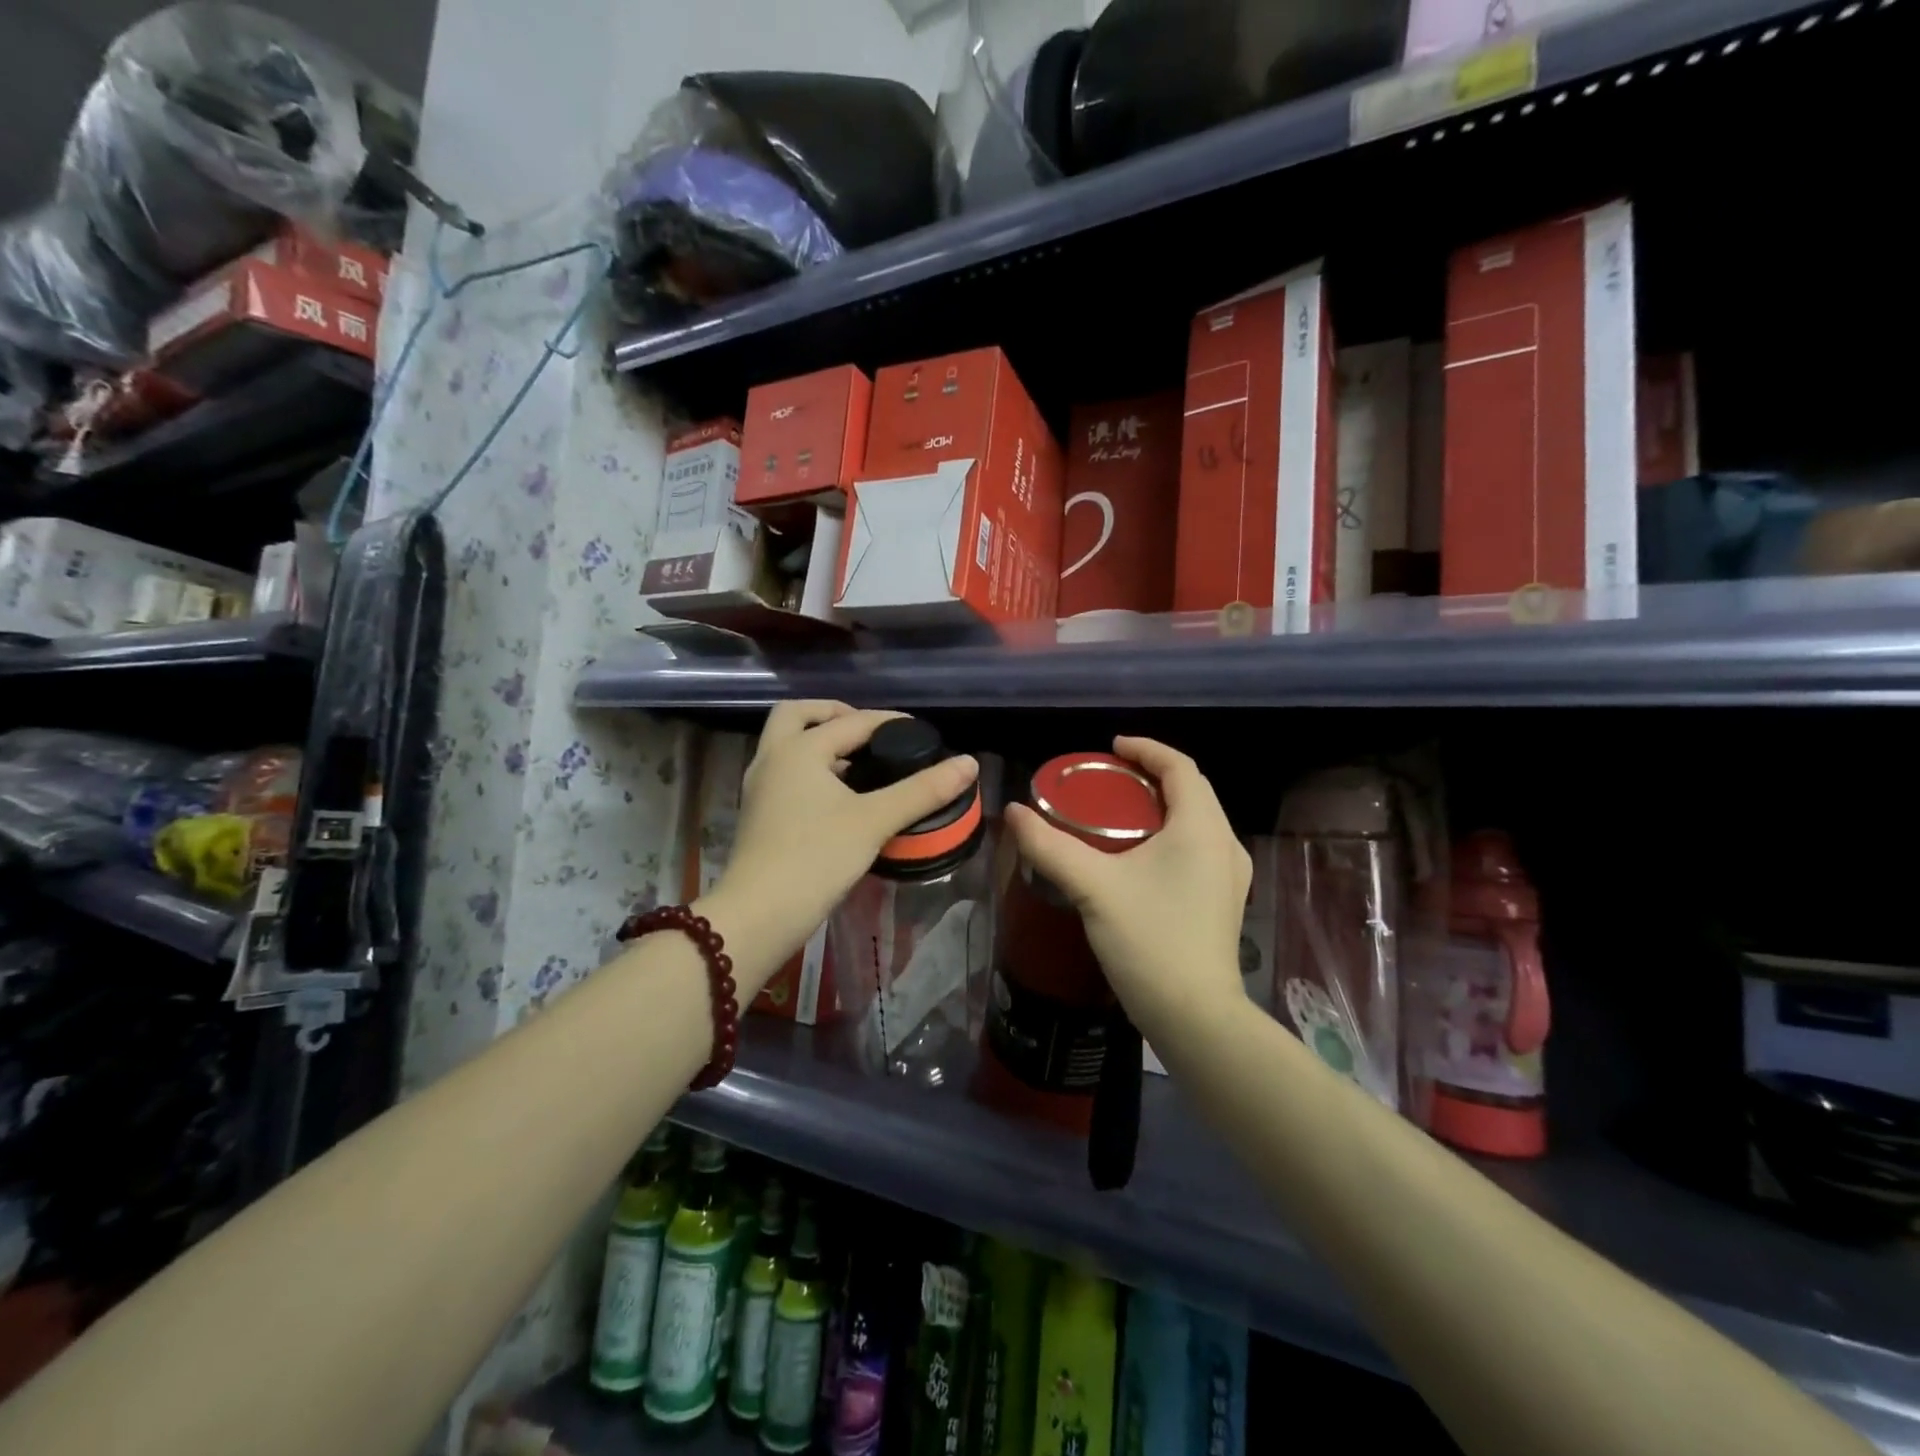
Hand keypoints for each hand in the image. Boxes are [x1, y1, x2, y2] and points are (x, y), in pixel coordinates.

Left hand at [703, 702, 978, 986]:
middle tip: (869, 732)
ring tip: (861, 762)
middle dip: (833, 714)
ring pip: (787, 744)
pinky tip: (840, 795)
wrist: (758, 915)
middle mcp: (772, 758)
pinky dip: (811, 768)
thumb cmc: (816, 858)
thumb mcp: (875, 821)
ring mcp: (759, 787)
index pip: (852, 721)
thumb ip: (922, 790)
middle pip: (798, 715)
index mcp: (799, 749)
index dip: (890, 722)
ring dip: (819, 741)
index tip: (921, 732)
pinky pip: (785, 772)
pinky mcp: (758, 813)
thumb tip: (969, 763)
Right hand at [1005, 737, 1250, 1043]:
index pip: (1180, 767)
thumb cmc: (1149, 941)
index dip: (1147, 749)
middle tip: (1109, 777)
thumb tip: (1013, 812)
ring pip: (1197, 819)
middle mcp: (1225, 843)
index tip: (1111, 748)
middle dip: (1152, 775)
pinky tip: (1141, 855)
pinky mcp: (1225, 900)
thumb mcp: (1093, 887)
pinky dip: (1171, 833)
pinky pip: (1199, 846)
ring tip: (1121, 810)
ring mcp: (1231, 875)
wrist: (1195, 1017)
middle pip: (1192, 790)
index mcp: (1201, 828)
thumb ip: (1049, 846)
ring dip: (1163, 805)